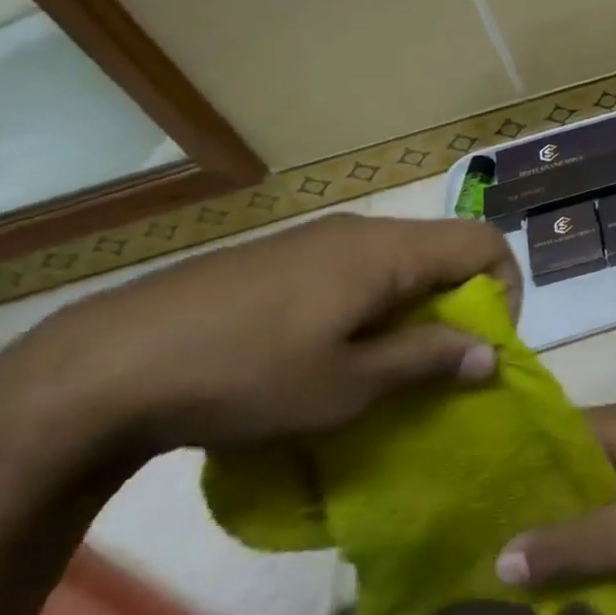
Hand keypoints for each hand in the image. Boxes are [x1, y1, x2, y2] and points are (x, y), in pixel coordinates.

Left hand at [0, 214, 518, 458]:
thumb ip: (426, 361)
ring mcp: (321, 238)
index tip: (482, 348)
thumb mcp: (346, 384)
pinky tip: (331, 349)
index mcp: (389, 251)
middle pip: (445, 249)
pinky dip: (374, 302)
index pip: (485, 242)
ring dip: (415, 307)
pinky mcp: (287, 255)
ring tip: (385, 366)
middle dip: (459, 304)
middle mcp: (364, 230)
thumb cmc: (247, 374)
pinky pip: (359, 267)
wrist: (110, 363)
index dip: (506, 290)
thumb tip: (492, 355)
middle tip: (437, 367)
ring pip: (400, 260)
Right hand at [495, 400, 615, 602]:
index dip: (525, 455)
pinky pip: (611, 508)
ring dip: (564, 516)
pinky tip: (559, 560)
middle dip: (541, 493)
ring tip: (515, 546)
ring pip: (592, 488)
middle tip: (491, 523)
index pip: (562, 427)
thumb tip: (498, 560)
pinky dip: (588, 531)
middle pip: (575, 459)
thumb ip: (563, 546)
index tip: (484, 483)